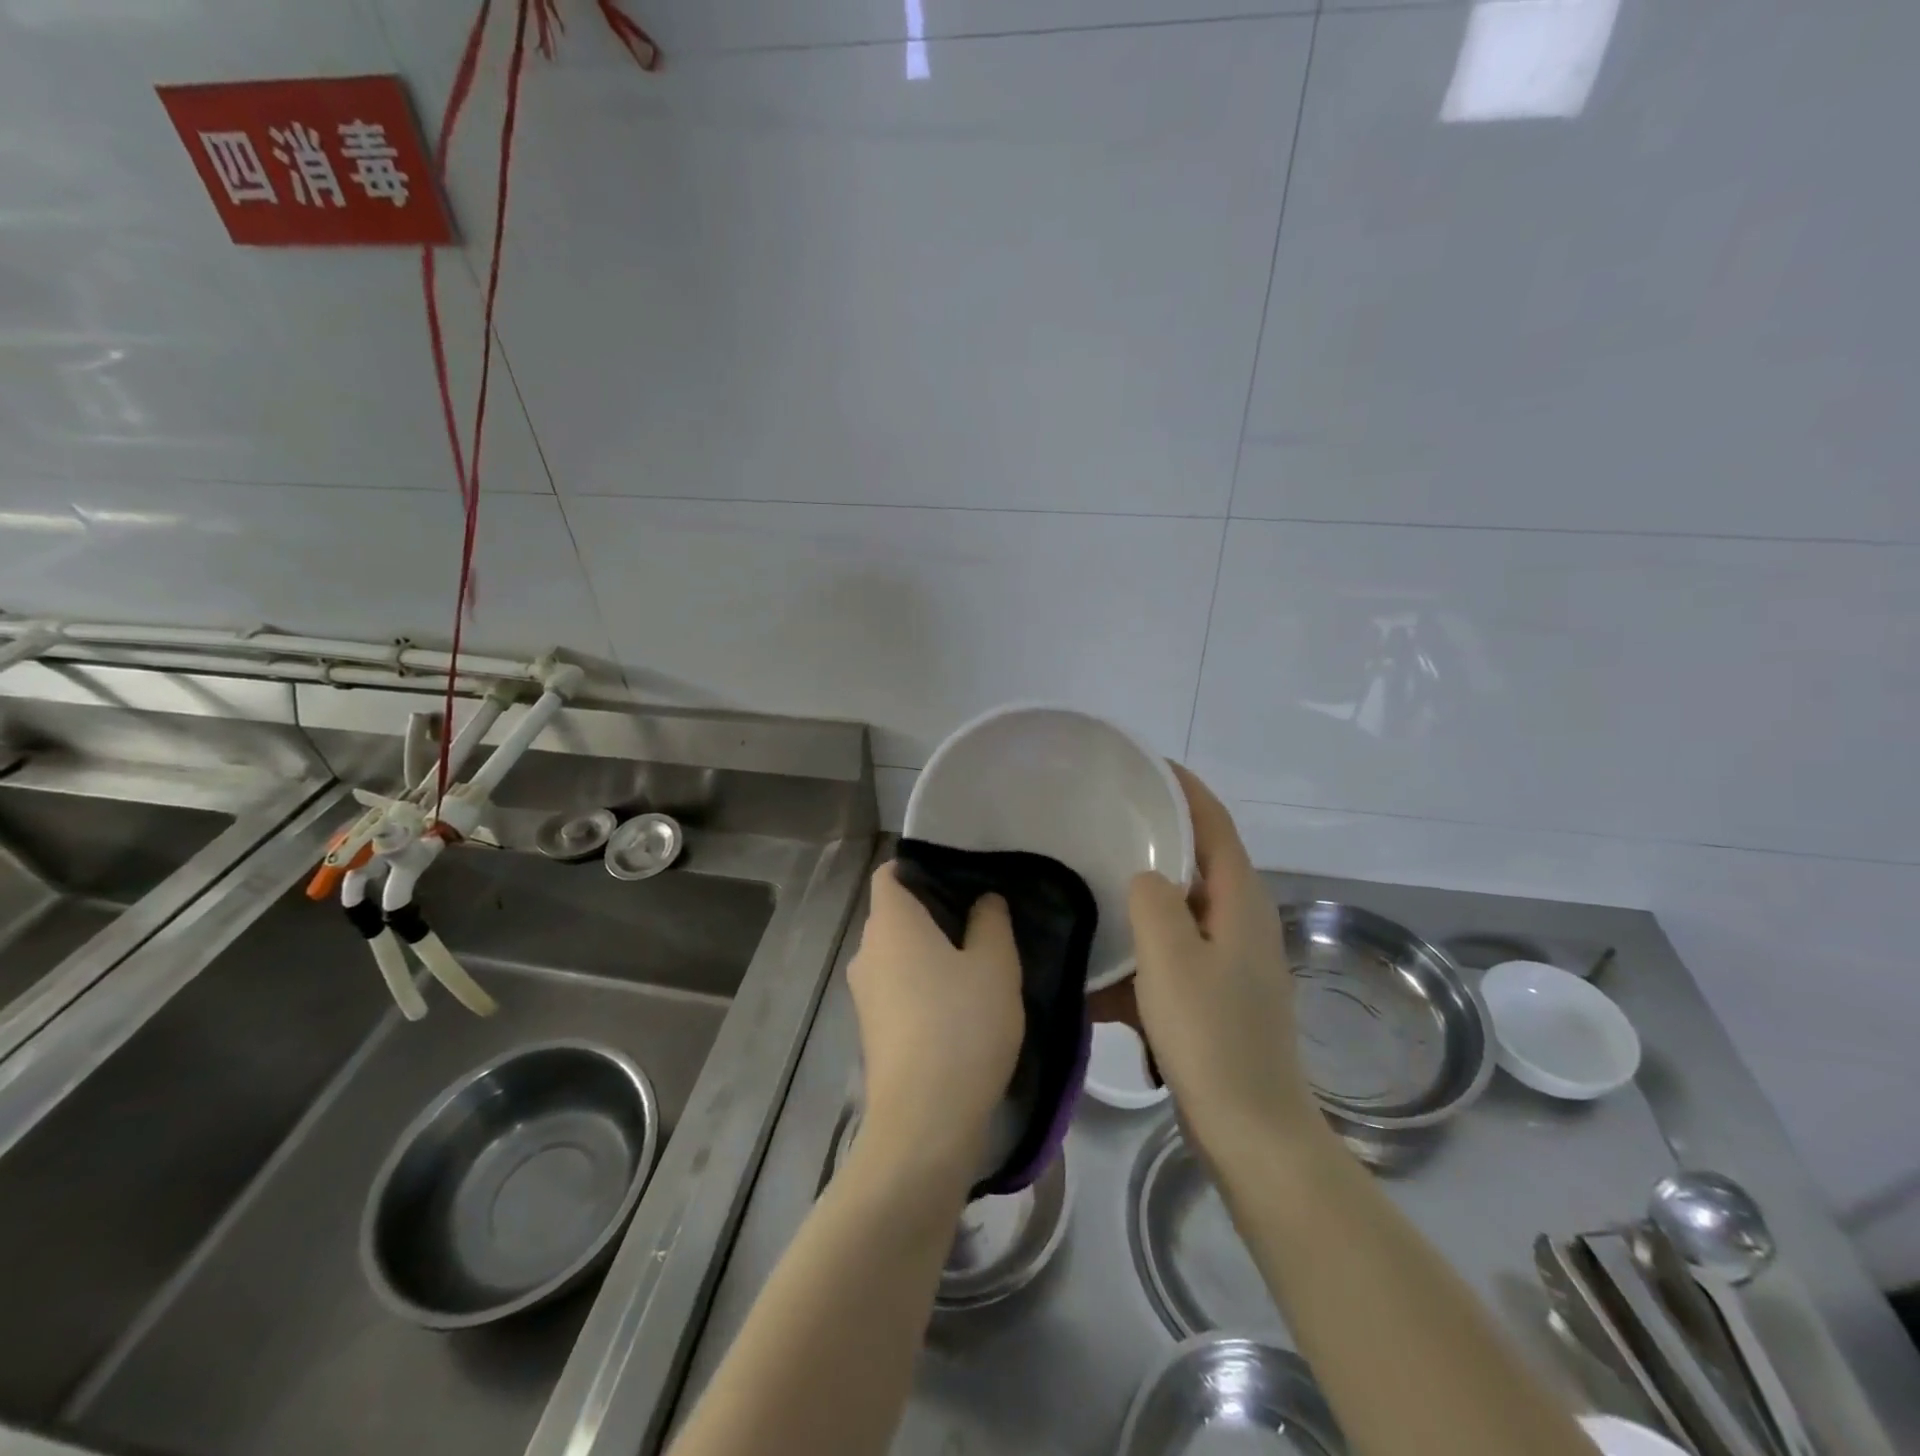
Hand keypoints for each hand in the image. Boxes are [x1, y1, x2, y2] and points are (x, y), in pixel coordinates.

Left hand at [847, 863, 1023, 1182]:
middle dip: (934, 910)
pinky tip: (960, 1002)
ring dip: (931, 951)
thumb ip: (991, 921)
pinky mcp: (872, 1030)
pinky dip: (923, 983)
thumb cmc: (962, 1025)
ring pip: (898, 953)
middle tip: (983, 917)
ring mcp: (865, 994)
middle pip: (895, 913)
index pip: (891, 873)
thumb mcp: (996, 965)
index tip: (962, 876)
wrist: (925, 1121)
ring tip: (979, 959)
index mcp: (891, 922)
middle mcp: (868, 951)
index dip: (921, 866)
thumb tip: (983, 901)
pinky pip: (898, 987)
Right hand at [1128, 764, 1322, 1165]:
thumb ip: (1154, 900)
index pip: (1214, 824)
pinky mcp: (1217, 993)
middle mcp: (1241, 921)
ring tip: (1095, 876)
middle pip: (1199, 860)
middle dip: (1158, 835)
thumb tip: (1145, 878)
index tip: (1144, 766)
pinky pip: (1173, 951)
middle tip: (1106, 819)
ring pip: (1182, 907)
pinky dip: (1143, 946)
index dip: (1185, 789)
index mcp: (1240, 902)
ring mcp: (1231, 960)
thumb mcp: (1171, 957)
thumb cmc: (1212, 1036)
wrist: (1251, 1131)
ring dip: (1145, 893)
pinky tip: (1103, 958)